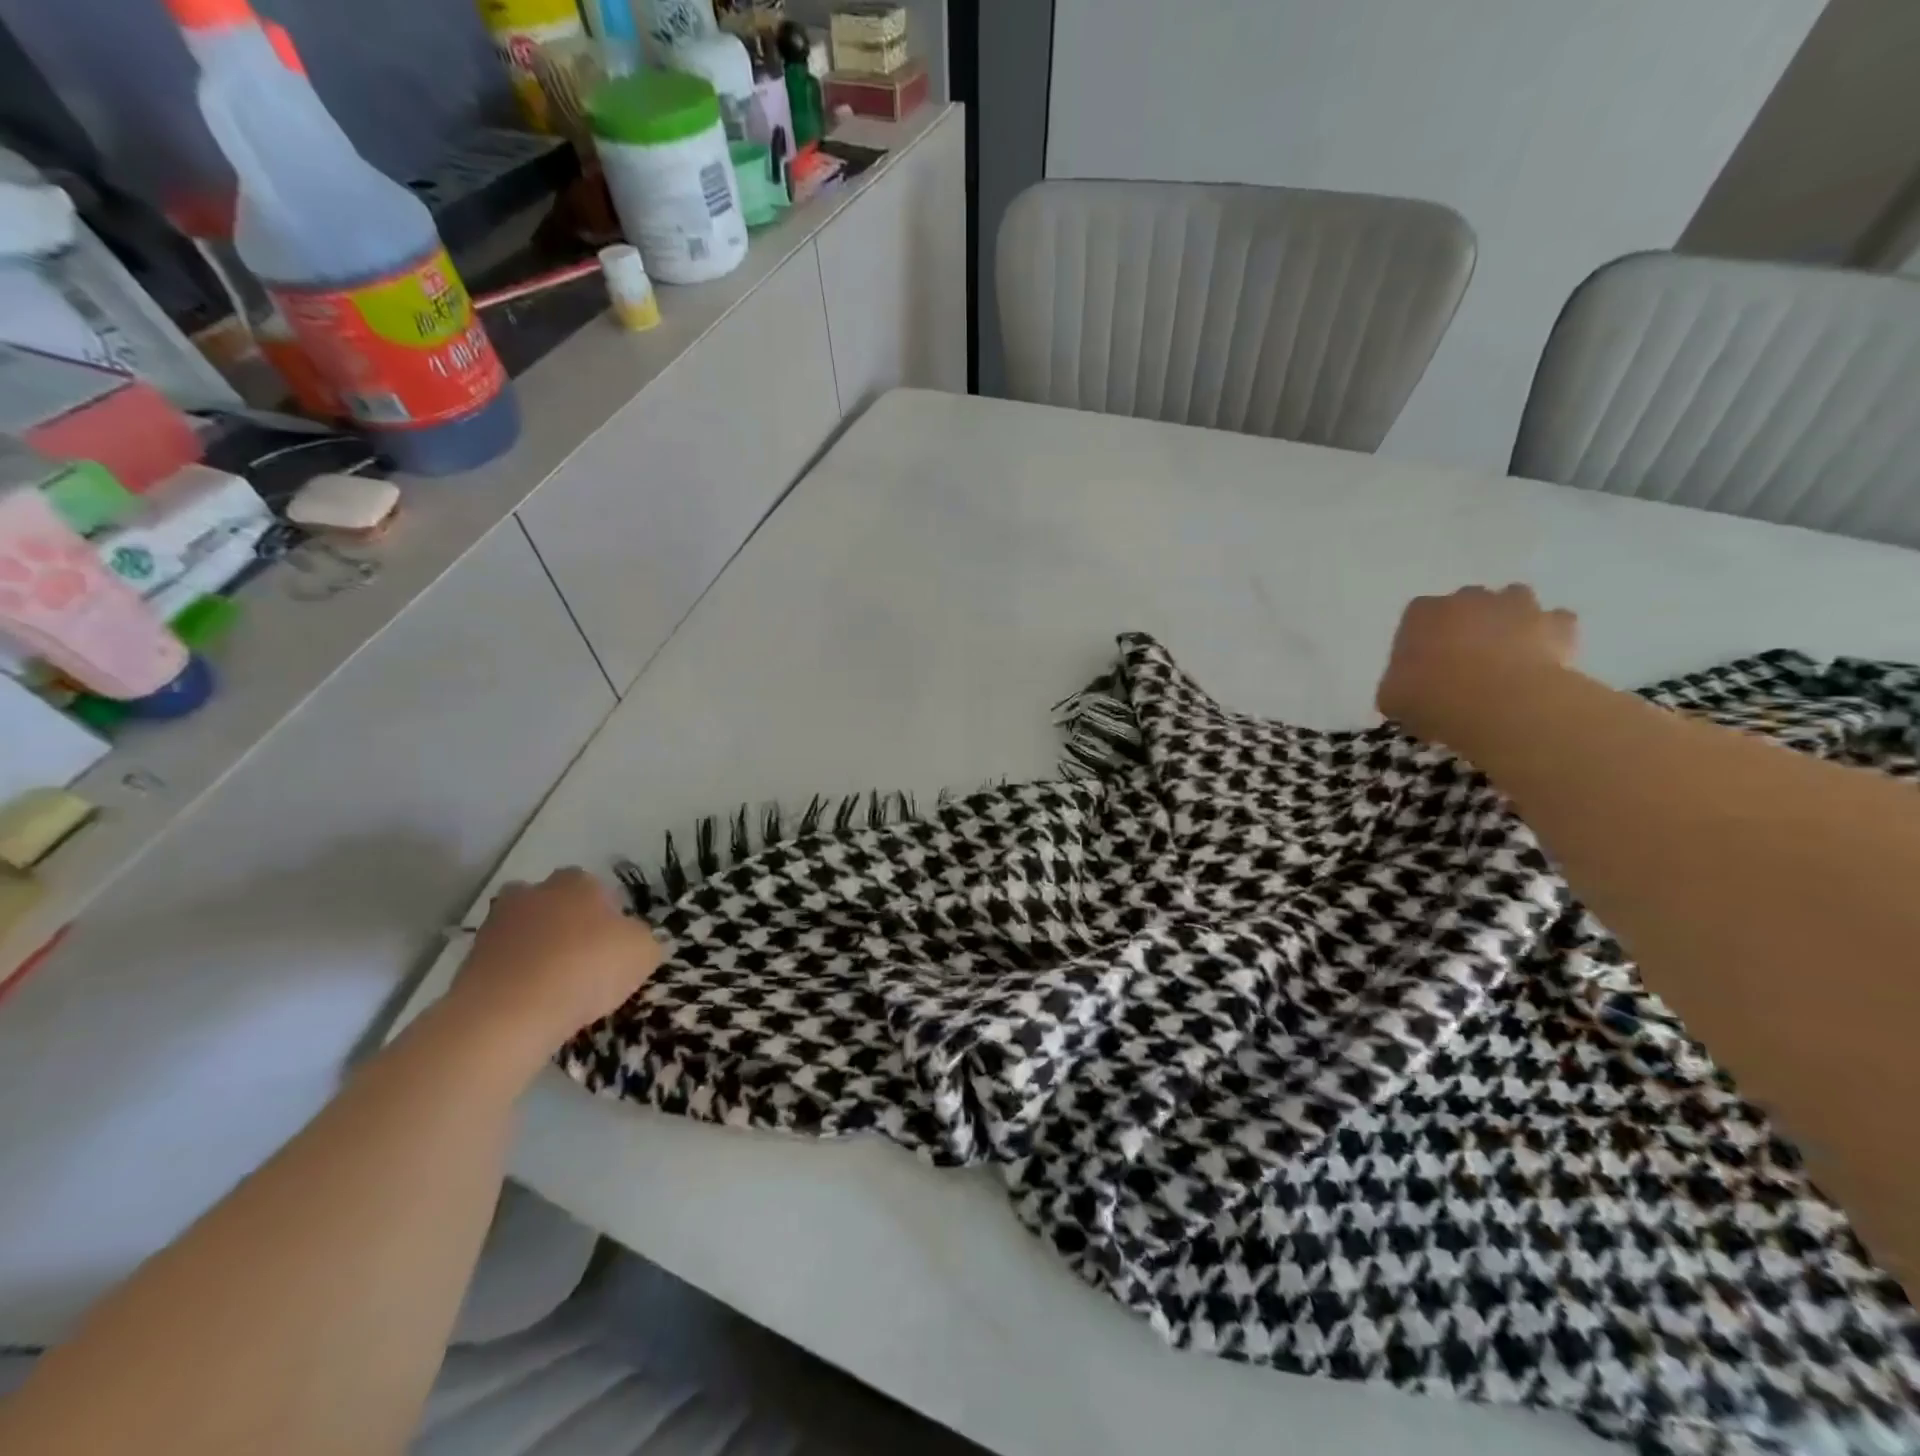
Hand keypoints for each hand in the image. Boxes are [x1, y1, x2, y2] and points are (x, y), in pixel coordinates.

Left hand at [442, 868, 662, 1071]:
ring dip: (535, 949)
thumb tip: (633, 939)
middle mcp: (533, 892)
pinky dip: (514, 977)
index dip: (607, 914)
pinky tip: (530, 1002)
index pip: (595, 887)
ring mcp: (495, 925)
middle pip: (552, 903)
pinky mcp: (468, 961)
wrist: (510, 1013)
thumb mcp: (643, 953)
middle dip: (563, 924)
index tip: (614, 944)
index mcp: (576, 882)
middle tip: (581, 959)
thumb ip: (642, 939)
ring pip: (524, 931)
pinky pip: (502, 963)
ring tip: (554, 986)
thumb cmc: (587, 968)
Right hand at [1377, 584, 1579, 746]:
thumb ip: (1397, 684)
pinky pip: (1555, 622)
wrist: (1500, 704)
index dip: (1421, 639)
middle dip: (1467, 624)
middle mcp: (1468, 598)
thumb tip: (1405, 689)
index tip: (1424, 665)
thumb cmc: (1432, 698)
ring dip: (1510, 621)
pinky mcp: (1557, 623)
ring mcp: (1517, 606)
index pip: (1418, 615)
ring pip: (1514, 602)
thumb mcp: (1391, 698)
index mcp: (1422, 613)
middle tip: (1466, 661)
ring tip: (1506, 656)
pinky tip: (1543, 660)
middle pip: (1467, 602)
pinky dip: (1550, 636)